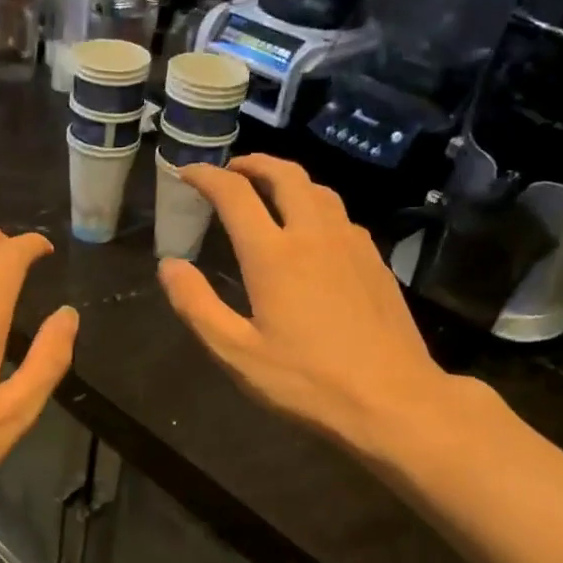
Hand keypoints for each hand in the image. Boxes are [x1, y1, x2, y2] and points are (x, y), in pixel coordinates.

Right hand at [158, 155, 461, 459]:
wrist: (393, 399)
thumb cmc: (307, 381)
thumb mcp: (237, 353)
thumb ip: (197, 305)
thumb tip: (169, 265)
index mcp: (274, 255)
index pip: (234, 194)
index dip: (206, 176)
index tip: (187, 172)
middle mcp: (314, 235)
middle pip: (284, 175)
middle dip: (252, 163)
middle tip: (230, 170)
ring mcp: (351, 244)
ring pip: (317, 190)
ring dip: (286, 178)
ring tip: (267, 189)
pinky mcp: (374, 260)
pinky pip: (339, 214)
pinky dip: (314, 204)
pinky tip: (310, 230)